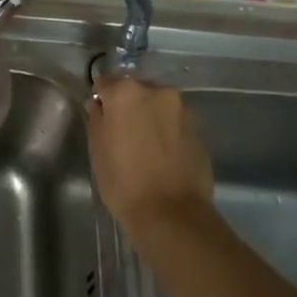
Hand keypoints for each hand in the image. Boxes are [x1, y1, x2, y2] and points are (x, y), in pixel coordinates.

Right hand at [87, 76, 214, 234]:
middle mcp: (158, 92)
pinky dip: (168, 133)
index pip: (106, 82)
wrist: (171, 213)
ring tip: (145, 147)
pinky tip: (163, 157)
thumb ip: (97, 118)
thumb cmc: (124, 181)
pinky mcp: (200, 131)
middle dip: (129, 106)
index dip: (101, 100)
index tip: (101, 118)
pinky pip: (175, 124)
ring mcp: (183, 111)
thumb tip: (101, 105)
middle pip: (137, 91)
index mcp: (127, 92)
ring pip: (159, 107)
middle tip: (122, 134)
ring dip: (151, 118)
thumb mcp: (97, 149)